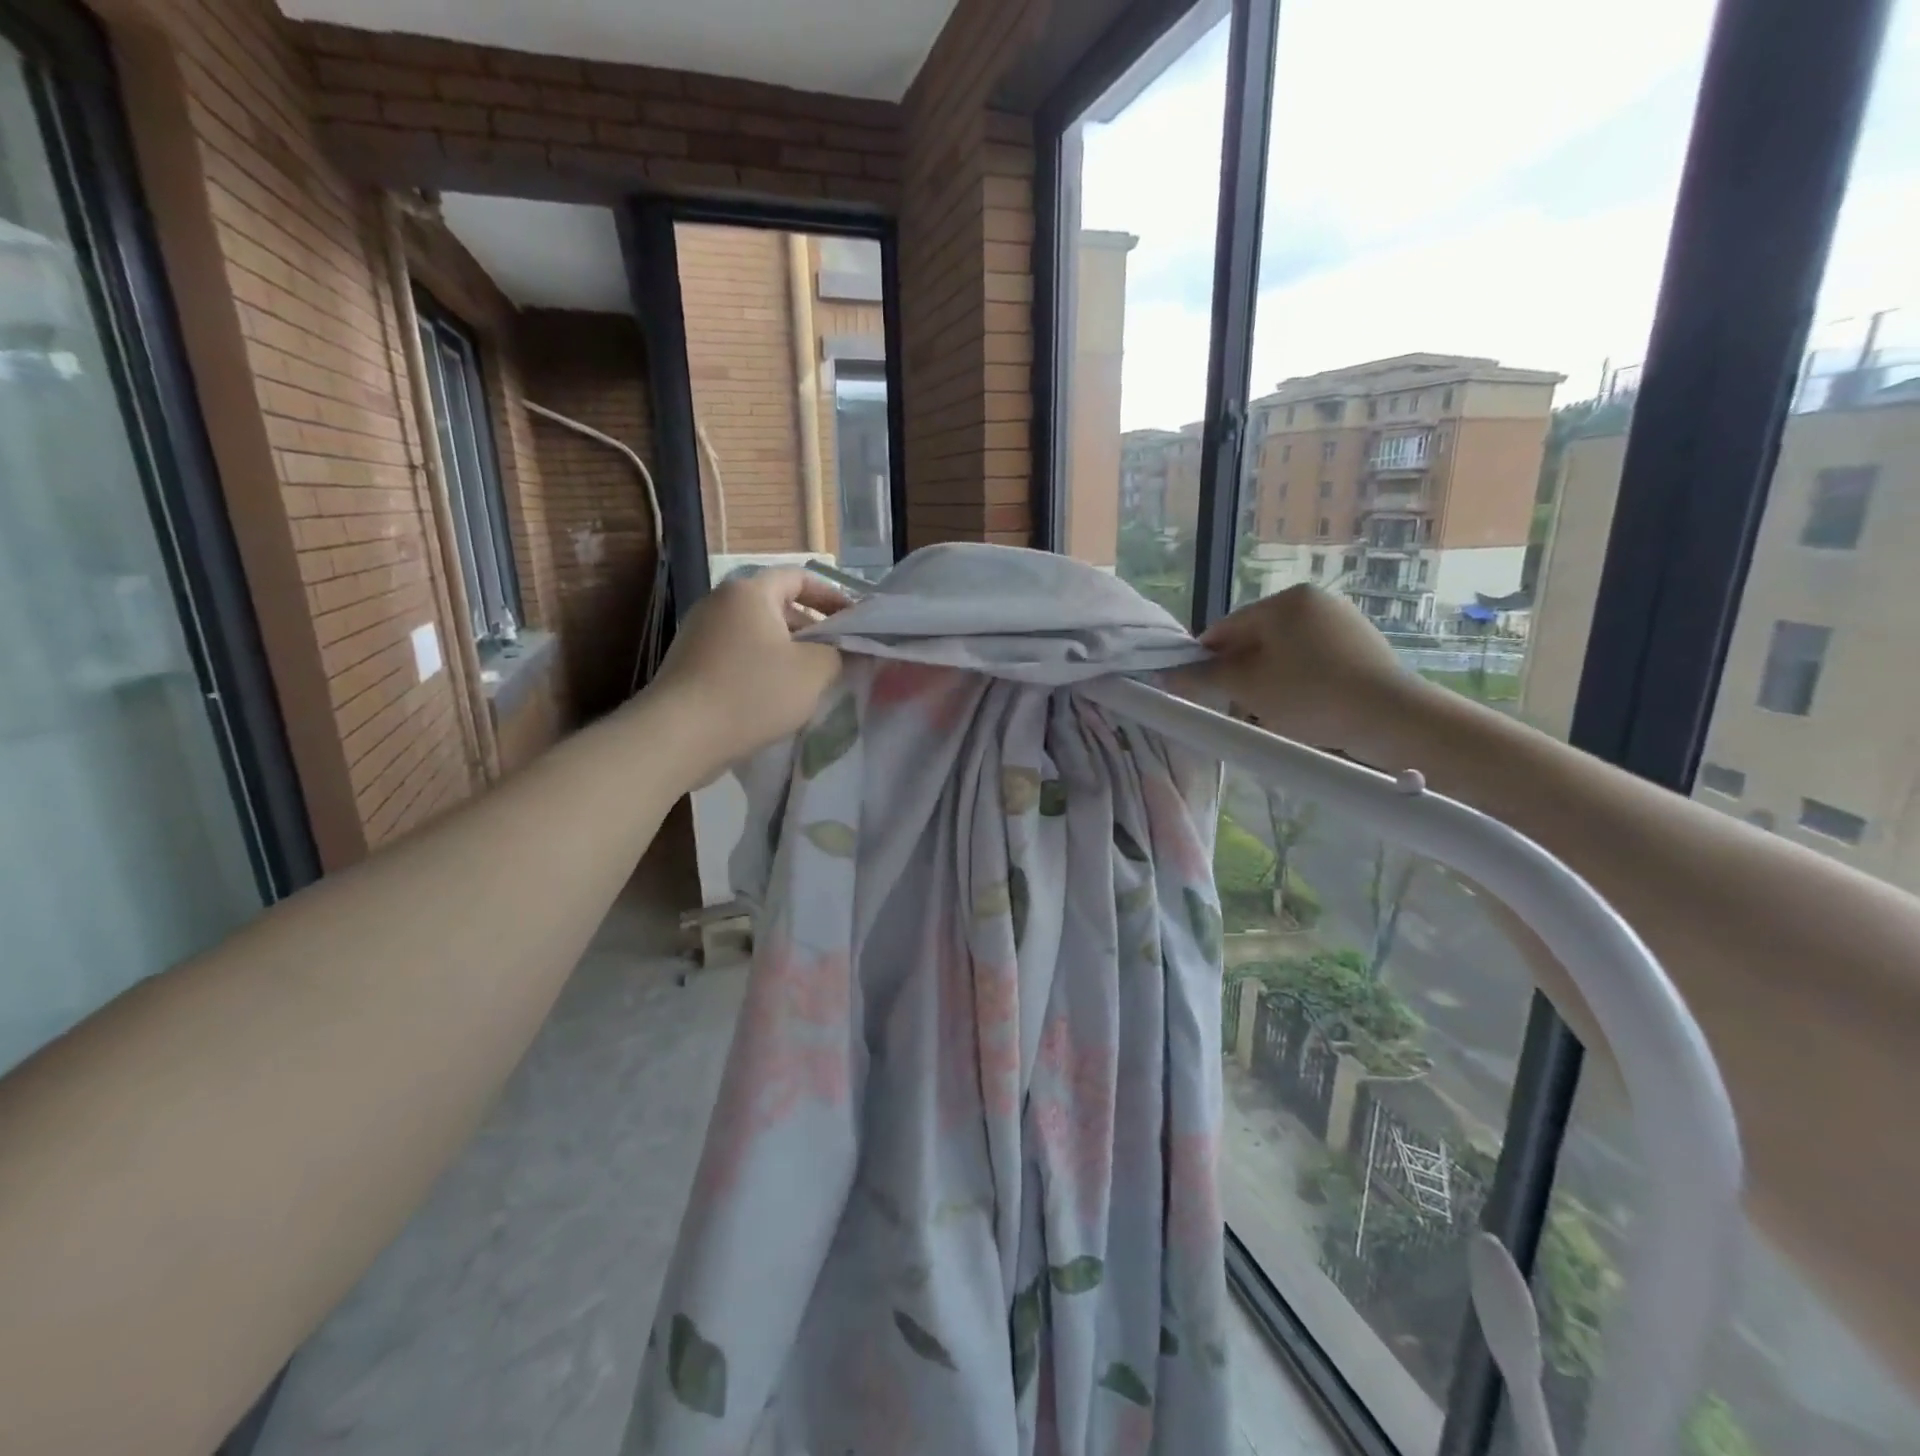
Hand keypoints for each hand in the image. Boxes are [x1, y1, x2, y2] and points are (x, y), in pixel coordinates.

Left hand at [648, 568, 848, 772]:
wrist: (680, 735)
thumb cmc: (753, 692)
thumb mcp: (813, 671)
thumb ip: (838, 653)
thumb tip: (844, 649)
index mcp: (750, 592)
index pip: (799, 577)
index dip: (832, 595)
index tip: (854, 621)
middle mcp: (720, 603)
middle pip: (777, 605)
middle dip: (812, 628)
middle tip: (838, 655)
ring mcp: (700, 633)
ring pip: (757, 634)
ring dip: (788, 652)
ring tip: (811, 681)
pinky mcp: (690, 664)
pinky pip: (737, 656)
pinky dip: (762, 668)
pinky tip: (776, 698)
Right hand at [1199, 585, 1423, 759]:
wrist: (1392, 718)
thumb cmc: (1310, 695)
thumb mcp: (1247, 687)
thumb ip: (1203, 676)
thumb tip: (1164, 673)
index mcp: (1286, 601)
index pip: (1226, 628)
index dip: (1206, 661)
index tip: (1199, 692)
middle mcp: (1315, 602)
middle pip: (1255, 641)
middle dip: (1240, 674)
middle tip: (1237, 709)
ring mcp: (1343, 623)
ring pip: (1283, 655)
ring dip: (1266, 683)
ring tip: (1269, 715)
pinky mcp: (1362, 648)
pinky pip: (1311, 663)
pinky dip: (1297, 685)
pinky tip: (1300, 712)